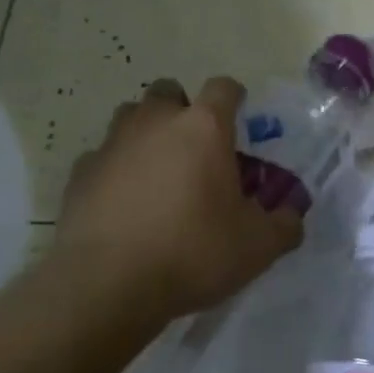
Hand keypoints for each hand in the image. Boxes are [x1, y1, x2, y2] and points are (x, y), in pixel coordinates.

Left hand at [54, 76, 303, 323]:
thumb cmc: (192, 252)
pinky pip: (103, 156)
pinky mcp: (80, 172)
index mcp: (203, 127)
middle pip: (170, 92)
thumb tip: (293, 214)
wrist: (107, 284)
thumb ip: (285, 225)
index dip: (235, 99)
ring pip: (131, 117)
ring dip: (146, 134)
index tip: (239, 121)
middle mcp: (156, 121)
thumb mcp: (257, 247)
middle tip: (195, 150)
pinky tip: (123, 203)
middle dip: (183, 111)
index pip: (223, 88)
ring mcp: (113, 143)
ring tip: (158, 173)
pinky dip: (116, 169)